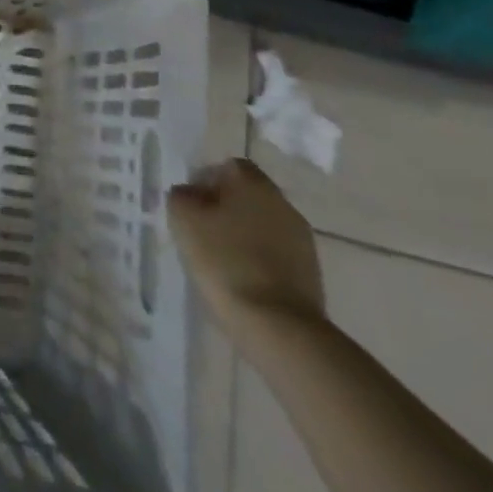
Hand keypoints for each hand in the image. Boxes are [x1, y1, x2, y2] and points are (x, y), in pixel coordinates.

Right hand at [168, 158, 324, 344]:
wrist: (278, 325)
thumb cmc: (224, 260)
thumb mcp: (183, 219)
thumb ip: (182, 195)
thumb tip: (191, 195)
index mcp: (252, 182)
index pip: (228, 166)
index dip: (205, 180)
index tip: (189, 205)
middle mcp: (282, 202)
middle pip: (247, 195)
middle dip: (224, 208)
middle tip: (200, 231)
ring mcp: (301, 238)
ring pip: (262, 224)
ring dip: (242, 234)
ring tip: (219, 260)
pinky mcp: (310, 271)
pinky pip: (275, 253)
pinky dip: (258, 259)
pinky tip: (241, 279)